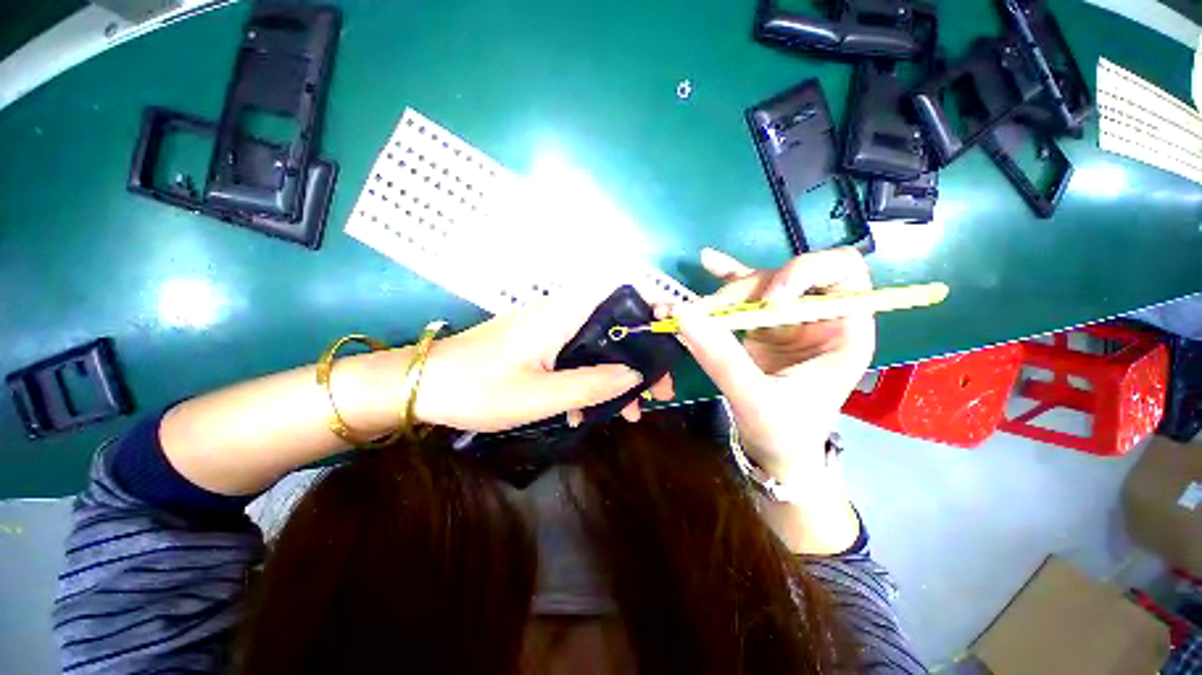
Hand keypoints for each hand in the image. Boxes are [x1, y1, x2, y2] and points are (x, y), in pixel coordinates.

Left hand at [415, 287, 673, 433]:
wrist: (423, 386)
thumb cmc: (479, 388)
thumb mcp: (542, 395)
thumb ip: (592, 383)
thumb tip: (636, 375)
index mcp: (563, 315)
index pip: (618, 291)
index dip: (648, 306)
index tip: (666, 337)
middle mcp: (561, 314)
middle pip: (615, 325)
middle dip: (640, 357)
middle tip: (657, 393)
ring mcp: (549, 330)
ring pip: (597, 345)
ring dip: (615, 376)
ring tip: (628, 413)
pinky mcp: (539, 345)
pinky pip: (575, 357)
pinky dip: (588, 380)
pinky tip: (584, 413)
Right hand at [671, 247, 874, 482]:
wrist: (775, 453)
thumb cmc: (783, 434)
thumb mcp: (756, 401)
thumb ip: (722, 359)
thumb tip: (683, 315)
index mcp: (843, 331)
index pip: (842, 272)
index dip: (804, 273)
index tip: (768, 301)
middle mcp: (817, 317)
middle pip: (783, 277)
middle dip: (743, 292)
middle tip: (705, 315)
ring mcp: (787, 319)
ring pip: (755, 286)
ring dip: (721, 295)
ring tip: (688, 312)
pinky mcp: (761, 325)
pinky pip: (744, 293)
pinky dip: (726, 277)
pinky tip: (708, 261)